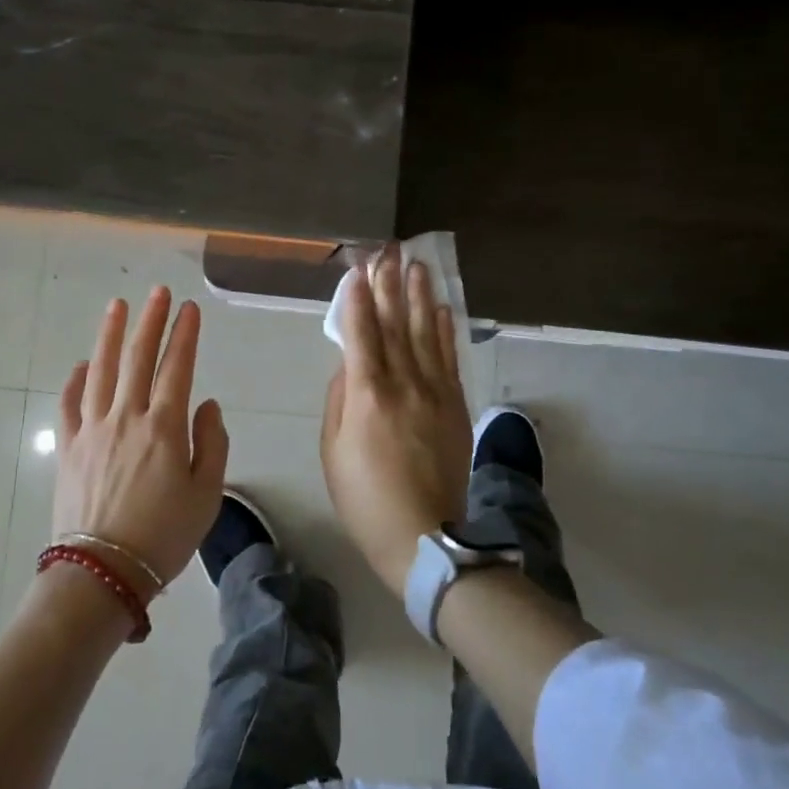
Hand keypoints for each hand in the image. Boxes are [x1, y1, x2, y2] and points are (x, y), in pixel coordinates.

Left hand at [53, 287, 229, 590]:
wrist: (102, 573)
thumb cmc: (163, 536)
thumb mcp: (207, 494)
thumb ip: (212, 443)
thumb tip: (206, 404)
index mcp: (164, 428)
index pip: (176, 368)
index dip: (184, 335)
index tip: (190, 309)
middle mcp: (126, 418)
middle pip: (137, 358)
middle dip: (150, 321)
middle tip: (157, 293)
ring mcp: (92, 430)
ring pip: (100, 371)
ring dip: (109, 335)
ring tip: (116, 307)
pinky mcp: (69, 448)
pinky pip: (70, 404)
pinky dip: (76, 379)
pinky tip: (82, 364)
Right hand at [320, 253, 471, 594]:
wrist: (425, 536)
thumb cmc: (365, 498)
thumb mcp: (332, 451)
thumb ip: (339, 400)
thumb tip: (349, 366)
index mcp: (367, 394)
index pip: (360, 333)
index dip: (357, 298)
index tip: (358, 269)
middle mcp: (404, 383)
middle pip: (394, 324)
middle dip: (389, 285)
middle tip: (388, 252)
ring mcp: (435, 392)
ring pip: (424, 333)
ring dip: (419, 296)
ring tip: (417, 265)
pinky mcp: (456, 405)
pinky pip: (449, 358)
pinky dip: (443, 330)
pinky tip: (440, 308)